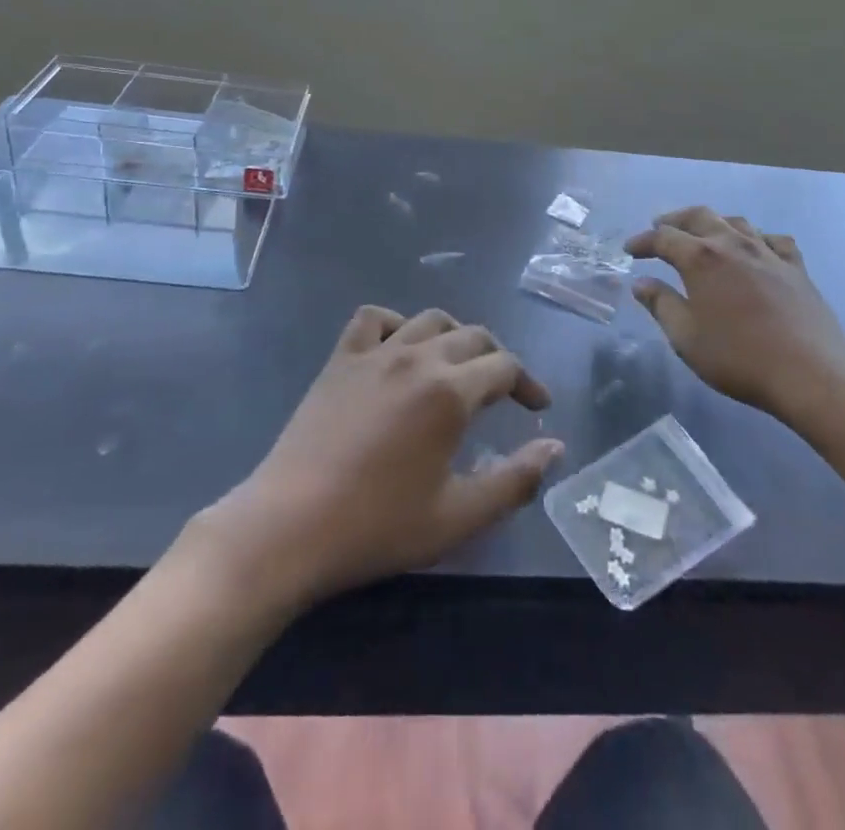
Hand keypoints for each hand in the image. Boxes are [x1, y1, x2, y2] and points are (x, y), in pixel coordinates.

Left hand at [199, 307, 561, 609]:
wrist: (290, 525)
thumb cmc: (378, 526)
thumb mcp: (458, 517)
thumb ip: (515, 479)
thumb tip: (555, 447)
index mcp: (450, 391)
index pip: (504, 367)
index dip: (528, 384)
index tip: (538, 408)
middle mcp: (417, 357)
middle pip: (472, 336)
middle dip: (497, 358)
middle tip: (505, 391)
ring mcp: (374, 352)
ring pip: (429, 319)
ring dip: (454, 335)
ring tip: (459, 365)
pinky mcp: (340, 359)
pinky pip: (373, 319)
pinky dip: (395, 322)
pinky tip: (399, 347)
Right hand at [627, 207, 844, 437]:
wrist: (812, 374)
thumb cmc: (739, 358)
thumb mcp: (686, 338)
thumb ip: (661, 305)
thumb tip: (642, 283)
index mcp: (701, 258)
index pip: (664, 238)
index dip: (643, 241)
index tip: (630, 250)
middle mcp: (733, 245)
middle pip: (700, 217)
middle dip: (675, 220)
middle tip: (660, 227)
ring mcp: (768, 253)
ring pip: (736, 222)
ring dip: (713, 223)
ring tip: (703, 233)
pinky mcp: (796, 268)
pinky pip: (773, 240)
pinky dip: (757, 237)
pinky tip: (756, 247)